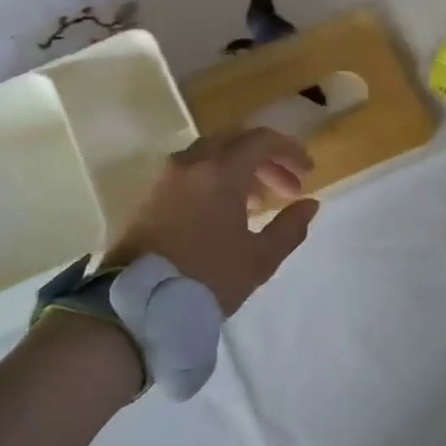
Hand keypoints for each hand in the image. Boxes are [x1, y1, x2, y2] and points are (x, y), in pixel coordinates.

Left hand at [101, 129, 318, 314]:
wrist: (136, 304)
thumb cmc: (206, 278)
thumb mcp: (259, 259)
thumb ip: (290, 228)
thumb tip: (309, 205)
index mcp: (220, 171)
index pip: (262, 140)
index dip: (290, 151)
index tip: (308, 172)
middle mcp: (191, 164)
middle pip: (236, 143)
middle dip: (267, 161)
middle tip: (288, 190)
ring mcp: (166, 178)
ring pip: (211, 156)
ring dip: (240, 170)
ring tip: (258, 204)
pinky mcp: (150, 196)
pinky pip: (191, 173)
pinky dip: (215, 180)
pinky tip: (225, 212)